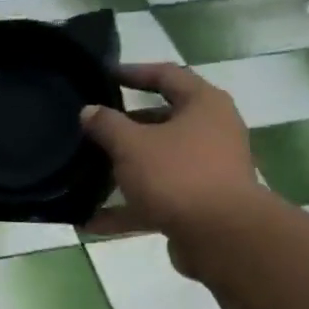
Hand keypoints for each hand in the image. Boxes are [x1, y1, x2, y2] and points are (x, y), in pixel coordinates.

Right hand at [80, 63, 261, 280]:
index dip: (134, 72)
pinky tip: (91, 221)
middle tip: (91, 127)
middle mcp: (211, 133)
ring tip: (85, 174)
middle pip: (162, 121)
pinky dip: (127, 208)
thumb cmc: (178, 175)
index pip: (167, 75)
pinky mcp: (198, 205)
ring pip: (157, 163)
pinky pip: (156, 200)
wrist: (222, 237)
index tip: (104, 76)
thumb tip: (89, 111)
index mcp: (203, 105)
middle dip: (124, 127)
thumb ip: (107, 125)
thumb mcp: (132, 144)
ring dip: (123, 170)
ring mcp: (207, 171)